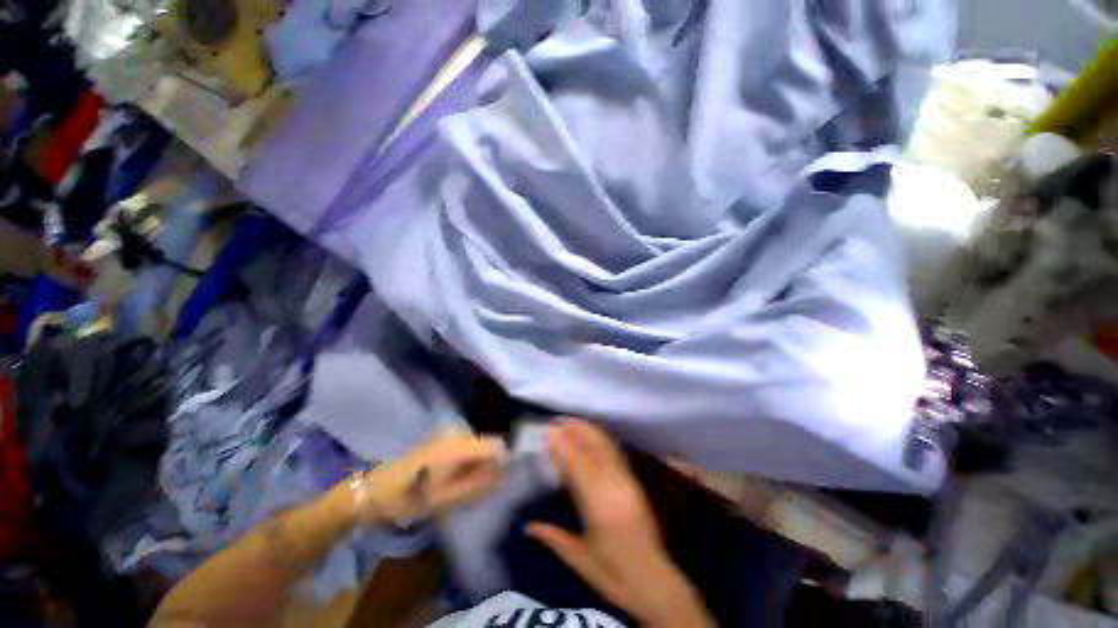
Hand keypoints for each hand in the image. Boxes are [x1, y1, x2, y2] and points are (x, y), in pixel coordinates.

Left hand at [352, 433, 507, 524]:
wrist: (373, 490)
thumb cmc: (410, 497)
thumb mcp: (446, 498)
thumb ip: (478, 485)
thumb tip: (504, 476)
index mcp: (459, 446)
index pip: (496, 445)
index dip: (502, 463)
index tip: (495, 483)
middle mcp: (457, 434)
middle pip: (488, 445)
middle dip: (488, 466)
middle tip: (473, 490)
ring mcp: (448, 435)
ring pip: (477, 446)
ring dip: (476, 465)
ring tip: (460, 487)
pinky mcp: (440, 440)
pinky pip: (465, 448)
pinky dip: (465, 463)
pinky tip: (450, 479)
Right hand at [527, 419, 713, 626]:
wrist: (653, 581)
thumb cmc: (614, 575)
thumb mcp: (580, 560)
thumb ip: (554, 538)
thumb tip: (528, 525)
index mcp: (600, 508)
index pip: (578, 467)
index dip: (564, 446)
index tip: (549, 431)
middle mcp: (615, 488)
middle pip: (593, 451)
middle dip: (576, 431)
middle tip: (558, 419)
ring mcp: (628, 483)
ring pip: (606, 448)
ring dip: (589, 431)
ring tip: (573, 421)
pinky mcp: (635, 482)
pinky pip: (616, 454)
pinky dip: (603, 440)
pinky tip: (594, 434)